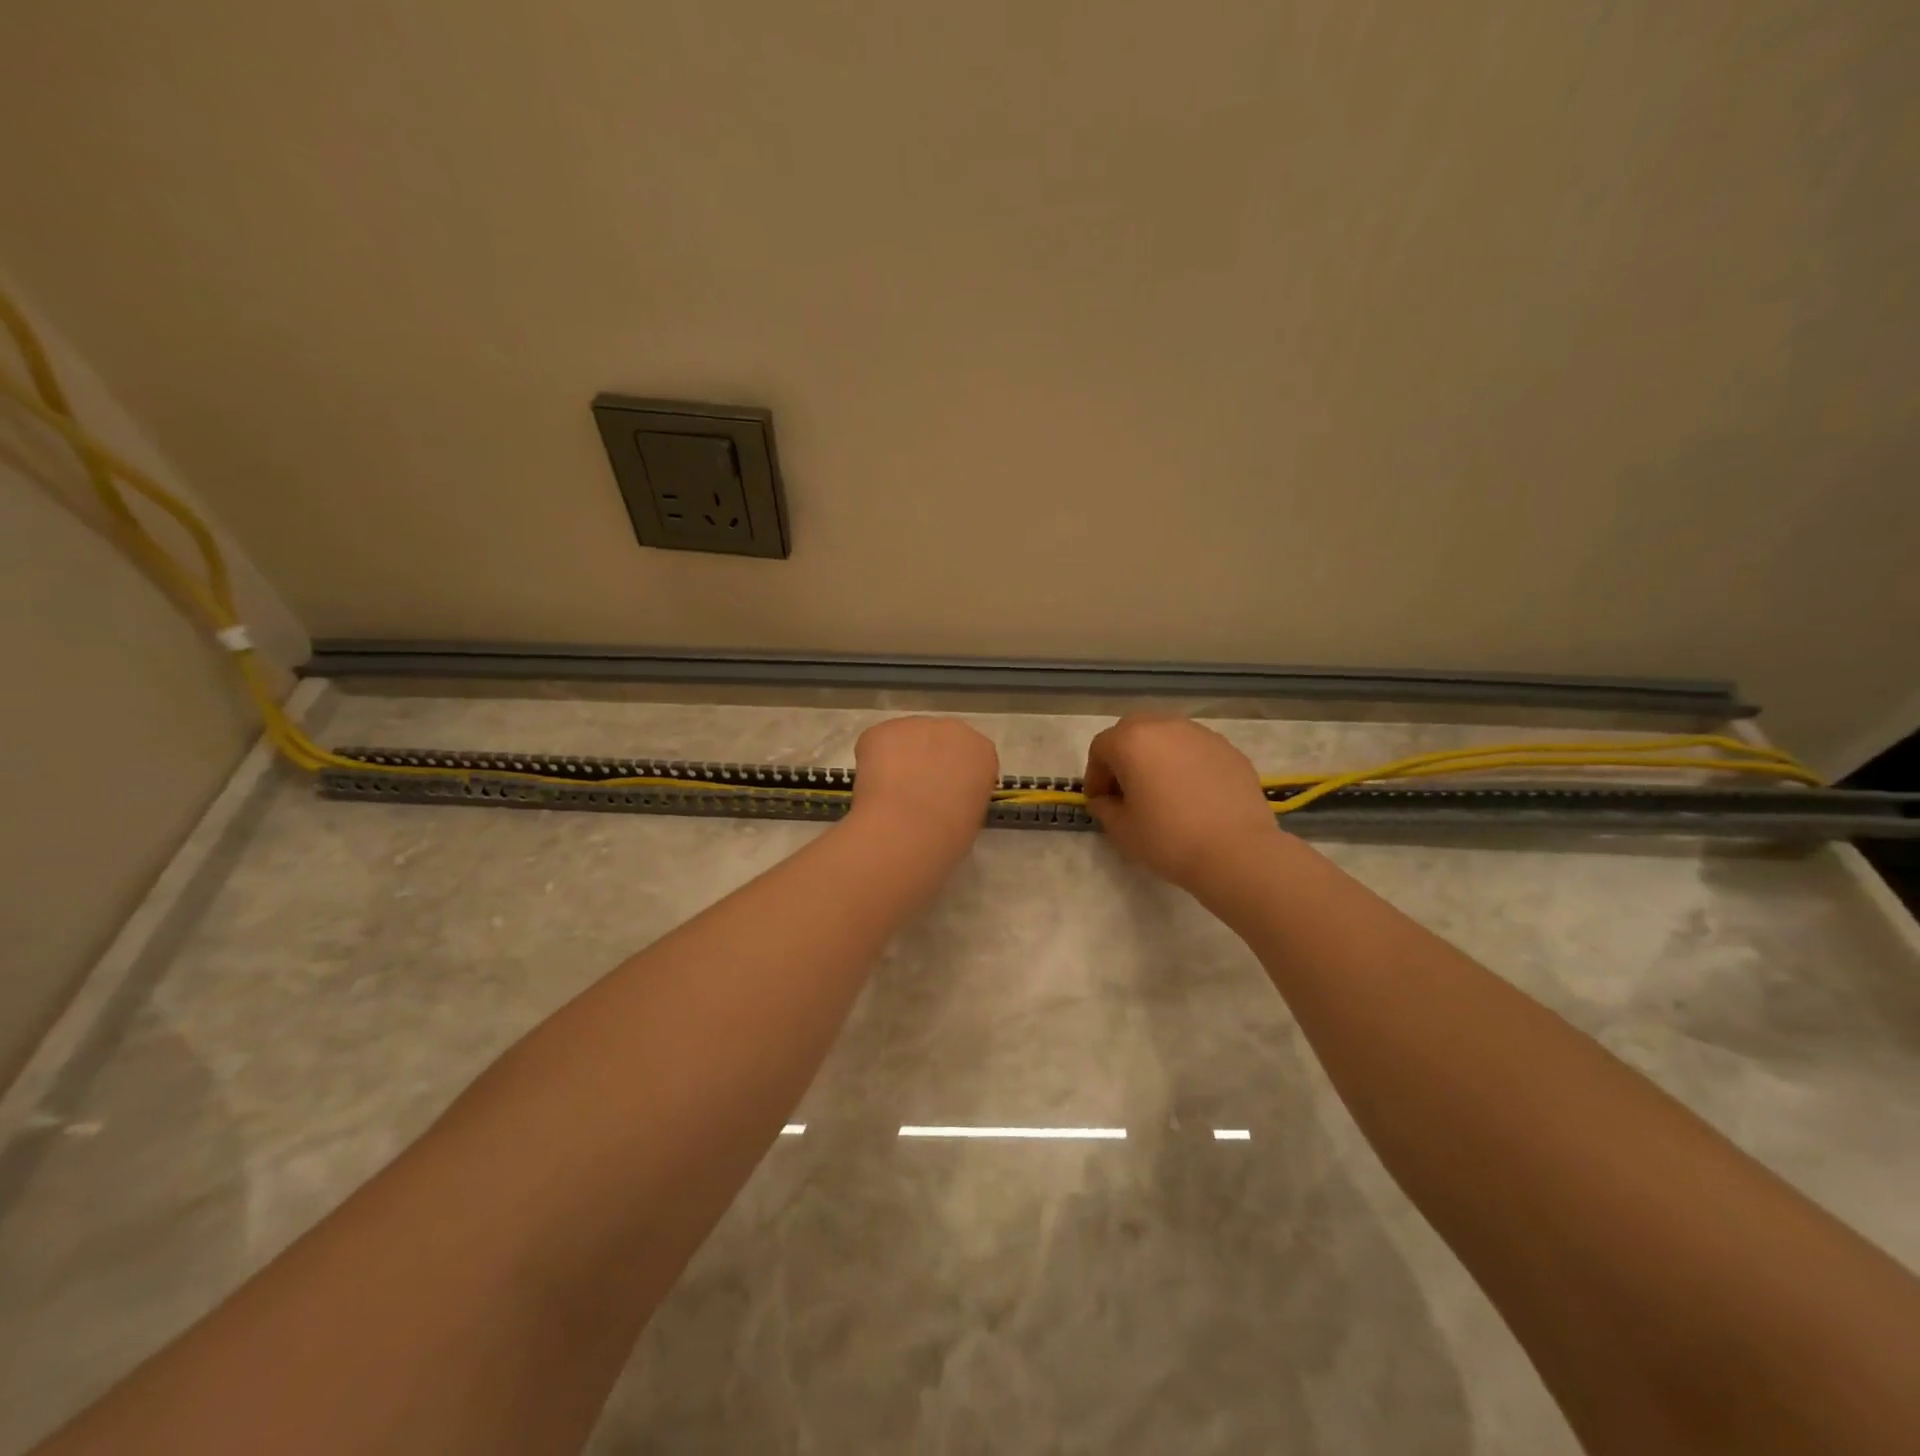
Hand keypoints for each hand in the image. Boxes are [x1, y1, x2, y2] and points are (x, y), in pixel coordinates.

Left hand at [848, 716, 999, 844]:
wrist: (908, 830)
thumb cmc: (949, 834)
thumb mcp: (972, 816)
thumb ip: (963, 795)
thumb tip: (946, 798)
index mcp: (981, 751)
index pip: (970, 756)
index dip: (955, 775)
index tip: (946, 794)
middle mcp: (952, 728)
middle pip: (938, 740)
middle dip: (928, 760)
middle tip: (916, 792)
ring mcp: (914, 725)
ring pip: (905, 740)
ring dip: (899, 759)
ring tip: (890, 794)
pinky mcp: (880, 731)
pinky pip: (876, 745)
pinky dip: (872, 763)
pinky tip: (873, 789)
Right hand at [1082, 716, 1284, 892]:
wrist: (1236, 851)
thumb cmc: (1168, 838)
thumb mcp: (1121, 830)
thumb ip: (1104, 808)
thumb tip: (1105, 800)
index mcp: (1132, 741)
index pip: (1101, 748)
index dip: (1094, 775)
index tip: (1098, 801)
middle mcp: (1165, 727)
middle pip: (1133, 732)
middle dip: (1123, 758)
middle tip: (1126, 790)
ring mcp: (1201, 735)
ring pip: (1167, 737)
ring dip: (1156, 757)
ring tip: (1161, 791)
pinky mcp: (1229, 749)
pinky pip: (1195, 750)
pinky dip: (1185, 764)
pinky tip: (1192, 795)